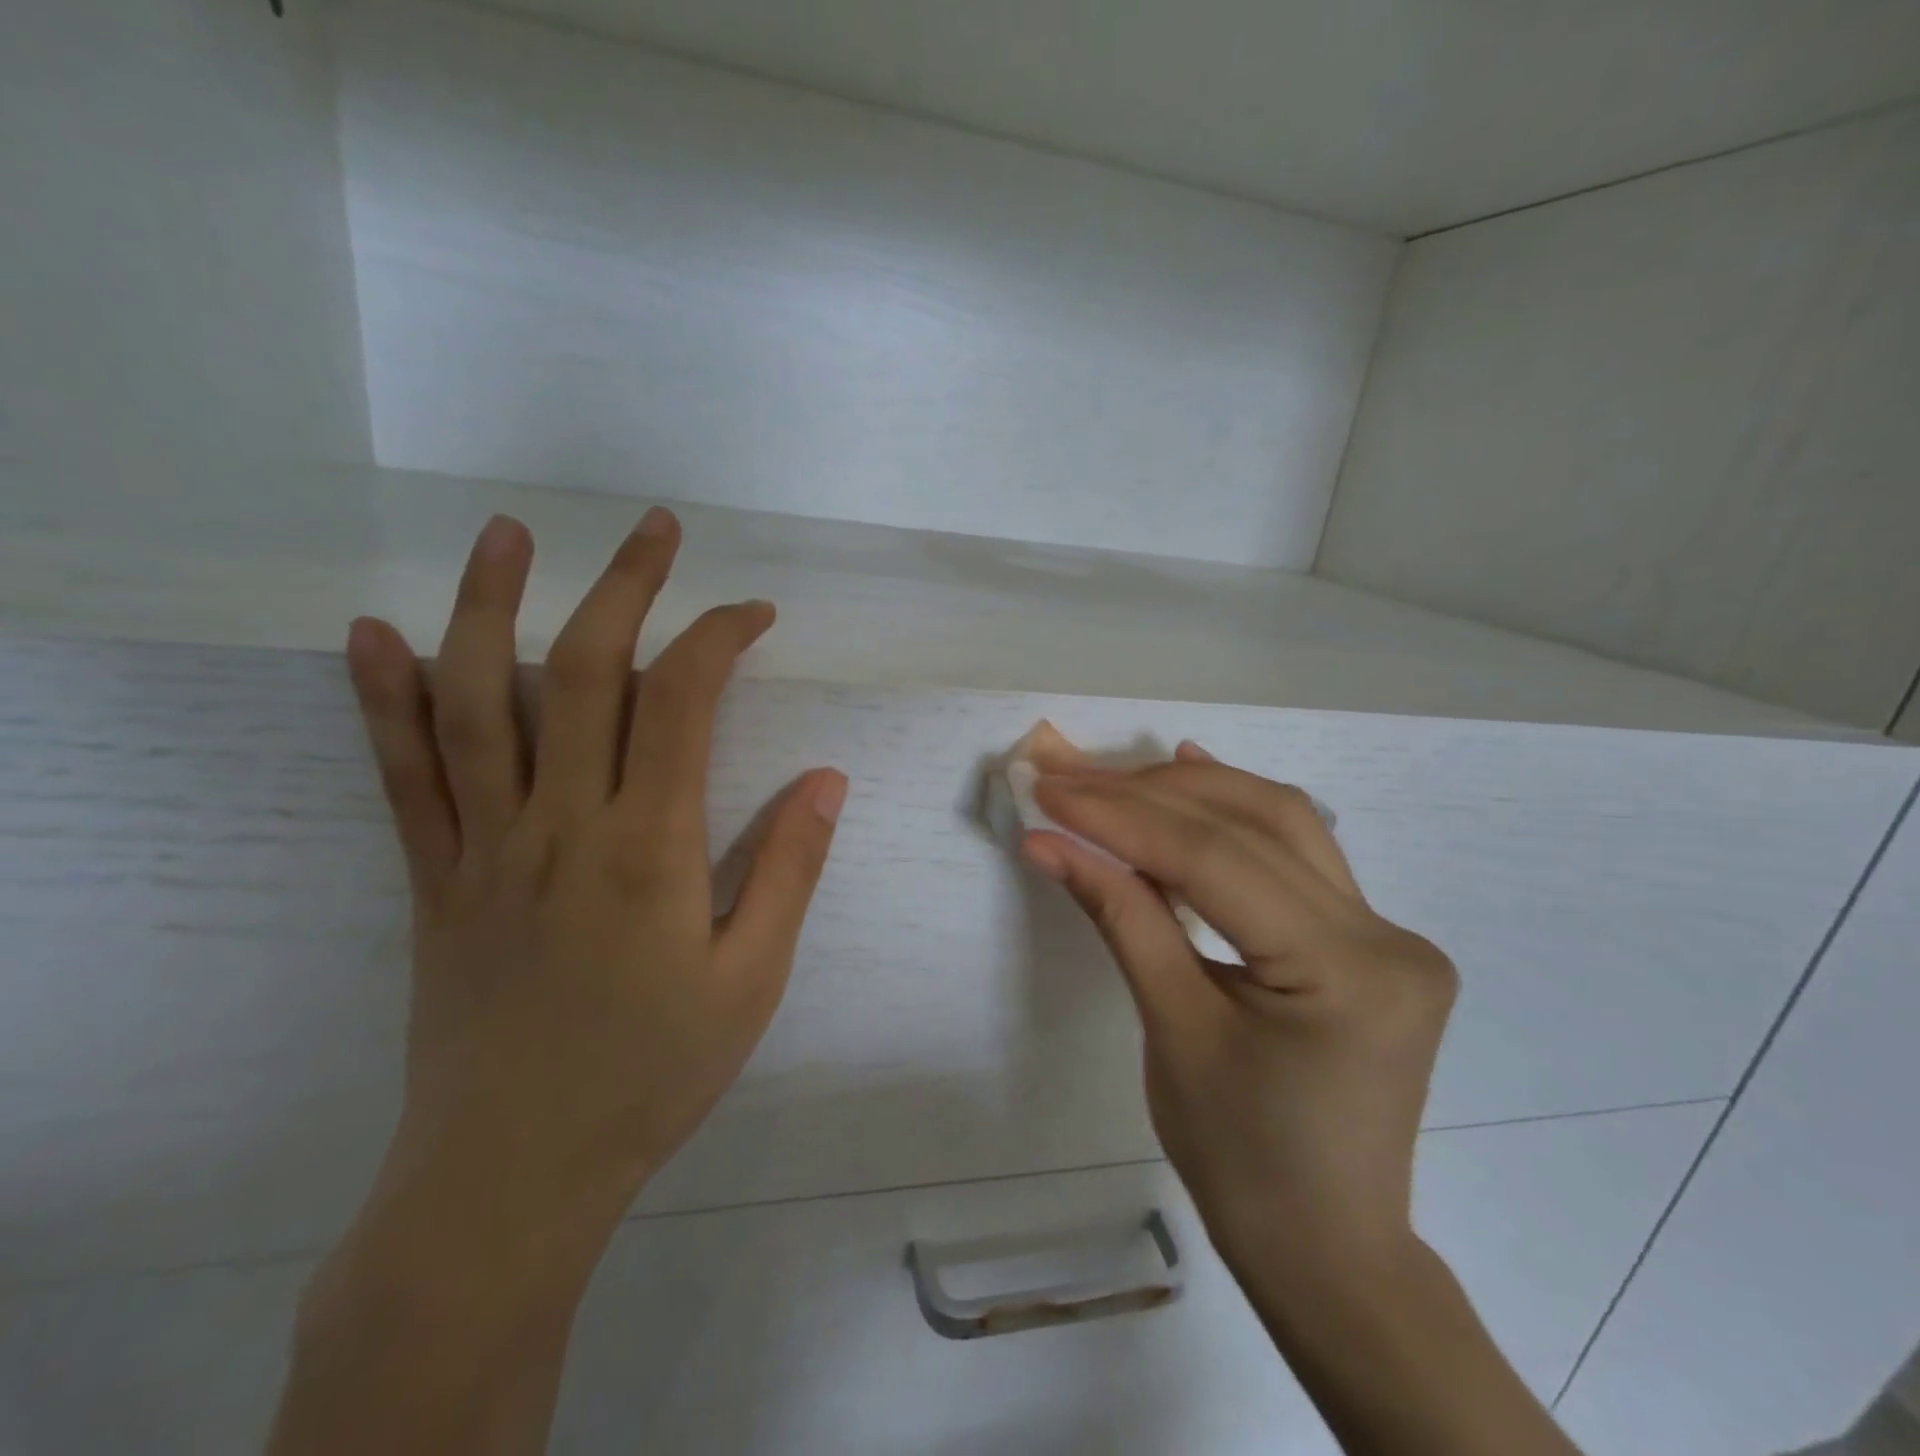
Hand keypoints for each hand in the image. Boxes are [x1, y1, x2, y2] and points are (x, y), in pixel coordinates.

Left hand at [345, 507, 846, 1258]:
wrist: (514, 1170)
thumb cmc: (652, 1073)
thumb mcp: (752, 979)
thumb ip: (790, 869)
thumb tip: (826, 778)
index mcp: (649, 848)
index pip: (684, 703)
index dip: (719, 638)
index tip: (753, 613)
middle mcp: (561, 824)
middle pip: (583, 673)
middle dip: (624, 588)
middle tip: (654, 527)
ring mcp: (484, 846)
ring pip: (476, 701)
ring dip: (488, 606)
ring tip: (507, 533)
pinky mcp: (434, 877)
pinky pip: (403, 775)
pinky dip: (382, 699)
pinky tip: (371, 635)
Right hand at [1021, 743, 1455, 1270]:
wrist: (1325, 1246)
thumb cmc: (1239, 1160)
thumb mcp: (1171, 1028)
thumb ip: (1120, 916)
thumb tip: (1049, 842)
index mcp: (1346, 973)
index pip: (1215, 860)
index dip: (1122, 816)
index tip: (1049, 788)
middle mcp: (1387, 936)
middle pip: (1254, 824)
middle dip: (1148, 792)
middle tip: (1068, 772)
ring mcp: (1390, 933)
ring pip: (1282, 823)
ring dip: (1191, 792)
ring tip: (1114, 775)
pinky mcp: (1373, 939)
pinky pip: (1298, 855)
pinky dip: (1235, 816)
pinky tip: (1193, 780)